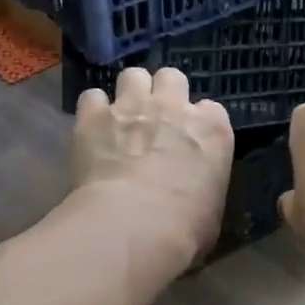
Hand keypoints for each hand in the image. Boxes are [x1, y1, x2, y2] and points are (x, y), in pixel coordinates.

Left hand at [73, 68, 233, 262]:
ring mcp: (132, 107)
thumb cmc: (184, 228)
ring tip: (123, 117)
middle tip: (156, 118)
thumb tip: (194, 197)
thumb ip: (203, 188)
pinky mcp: (93, 117)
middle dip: (164, 93)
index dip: (199, 122)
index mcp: (212, 130)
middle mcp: (174, 108)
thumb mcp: (211, 210)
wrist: (134, 225)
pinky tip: (92, 129)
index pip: (211, 110)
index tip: (190, 140)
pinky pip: (92, 97)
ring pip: (133, 75)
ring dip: (129, 92)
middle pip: (172, 78)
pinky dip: (93, 110)